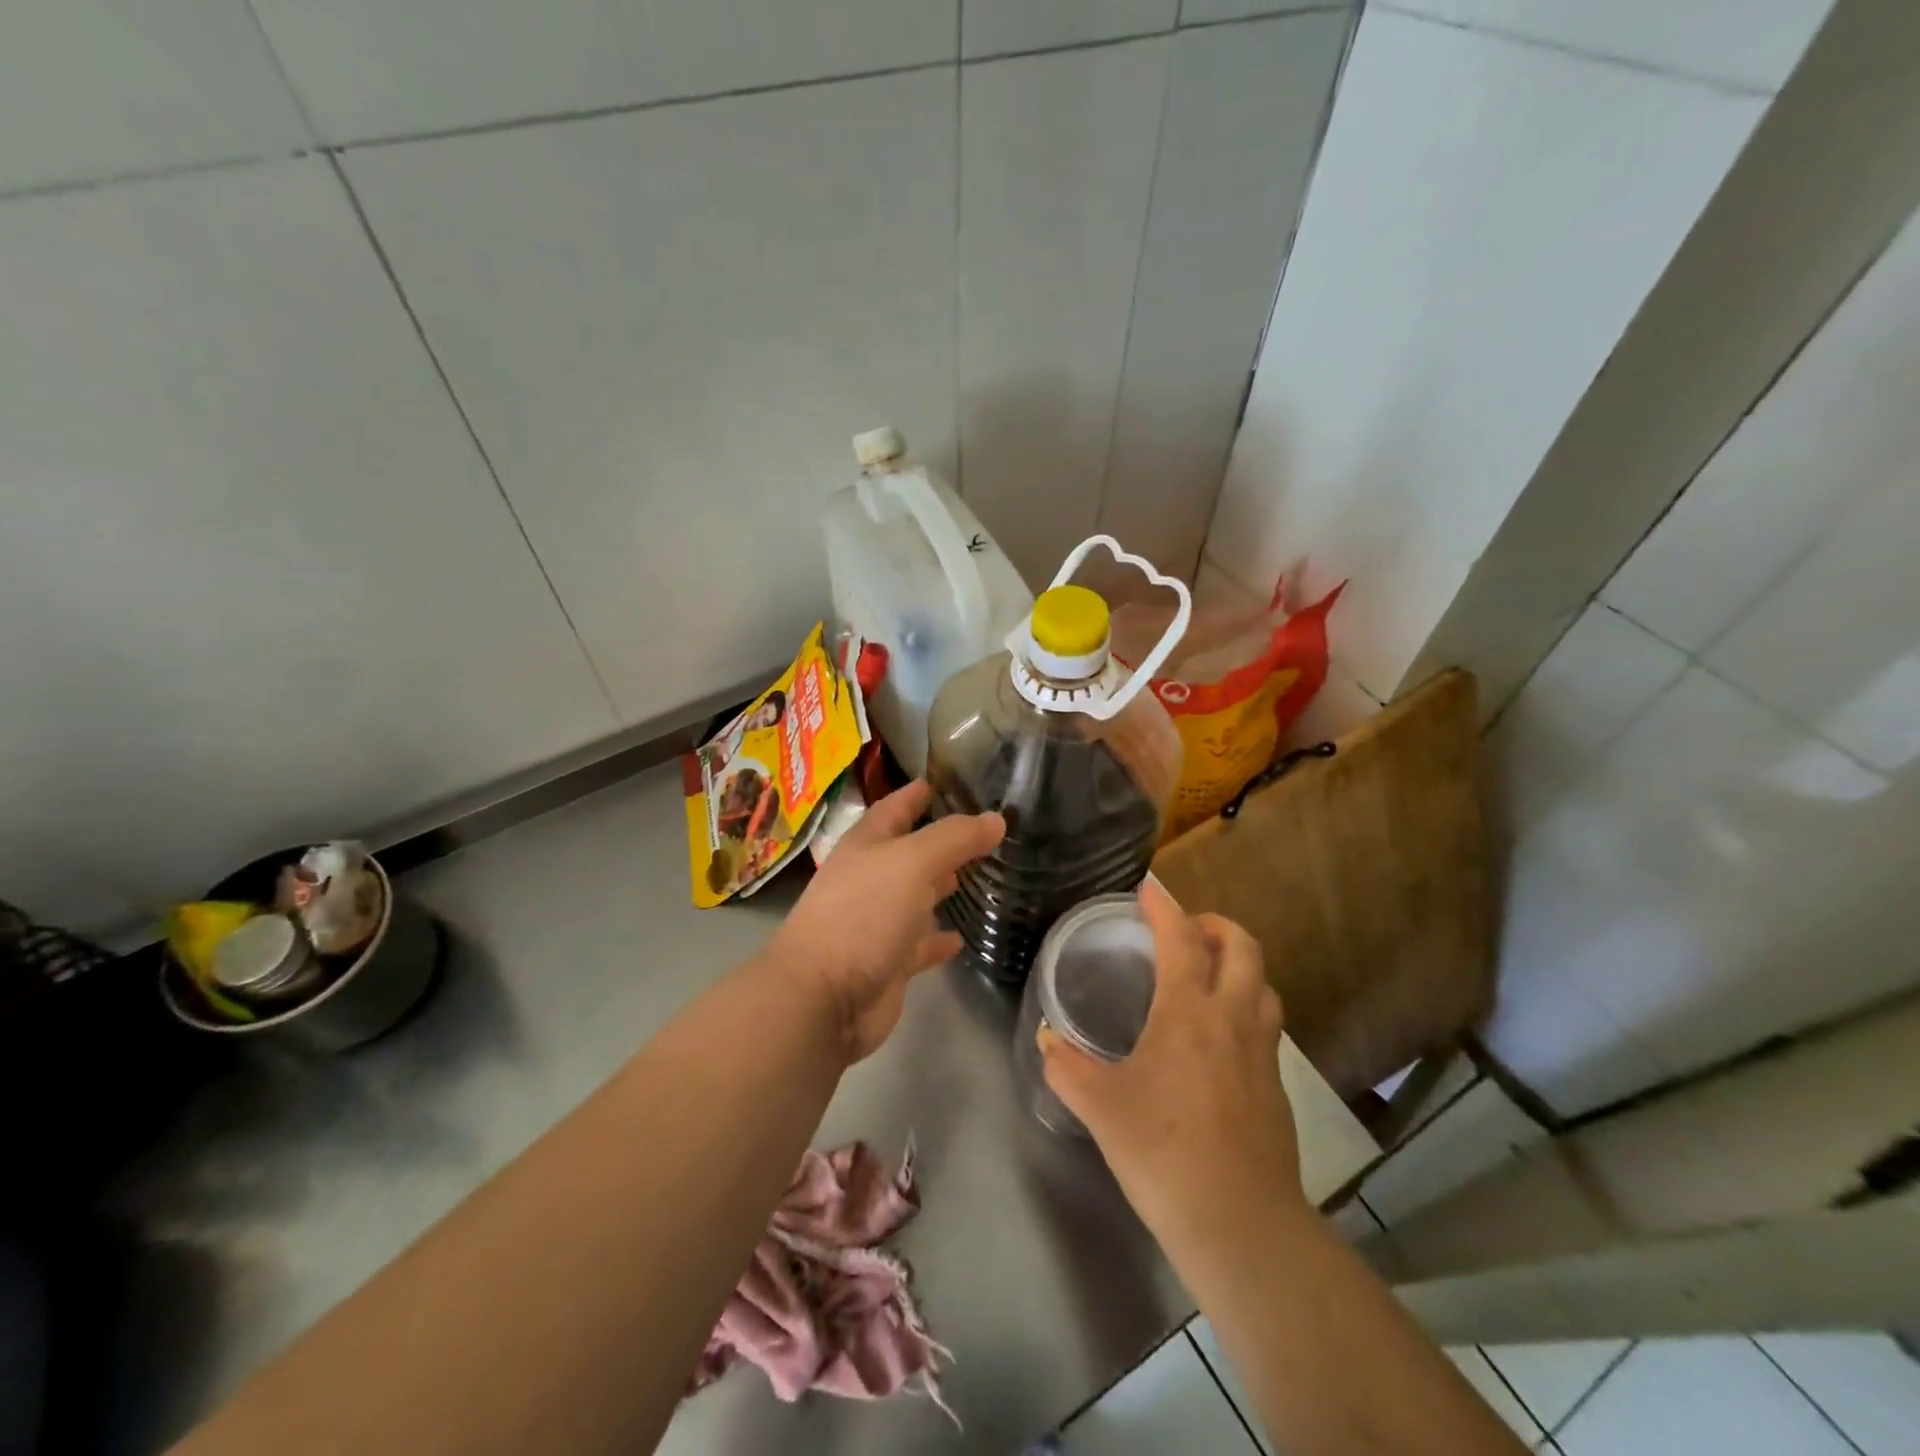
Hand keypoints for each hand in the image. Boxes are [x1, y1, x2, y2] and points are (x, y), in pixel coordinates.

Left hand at [767, 780, 1003, 1063]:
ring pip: (916, 896)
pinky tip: (962, 937)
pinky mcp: (888, 962)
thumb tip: (996, 819)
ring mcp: (877, 921)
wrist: (822, 998)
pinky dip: (938, 939)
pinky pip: (920, 944)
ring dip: (942, 885)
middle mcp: (870, 878)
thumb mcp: (911, 863)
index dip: (919, 792)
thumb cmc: (862, 914)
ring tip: (982, 873)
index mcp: (866, 845)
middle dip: (941, 839)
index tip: (950, 779)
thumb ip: (954, 839)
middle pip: (909, 851)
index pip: (895, 807)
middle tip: (984, 828)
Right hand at [1038, 880, 1305, 1243]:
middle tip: (1186, 931)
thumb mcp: (1101, 1108)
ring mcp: (1262, 1052)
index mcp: (1188, 1012)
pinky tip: (1220, 1037)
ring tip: (1208, 976)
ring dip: (1239, 965)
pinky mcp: (1276, 1085)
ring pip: (1263, 984)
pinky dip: (1247, 1006)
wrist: (1240, 1223)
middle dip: (1216, 926)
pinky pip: (1266, 1024)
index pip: (1182, 940)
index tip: (1149, 890)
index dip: (1165, 908)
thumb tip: (1046, 1040)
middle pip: (1242, 948)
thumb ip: (1067, 1067)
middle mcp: (1232, 1018)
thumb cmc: (1163, 1152)